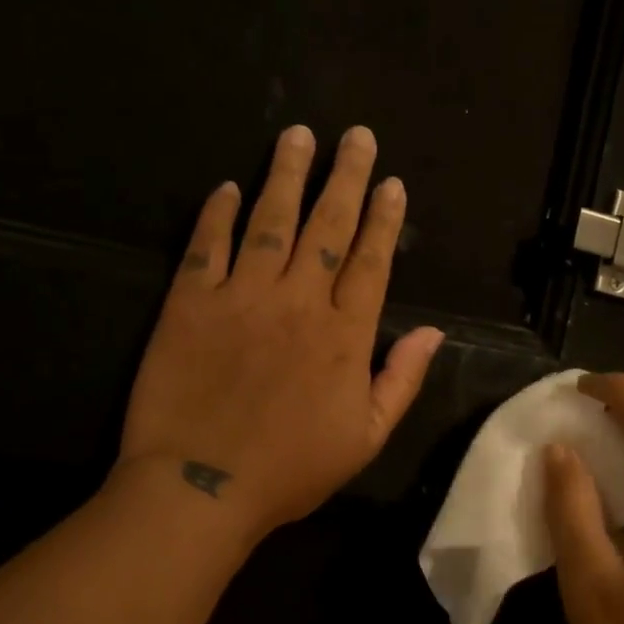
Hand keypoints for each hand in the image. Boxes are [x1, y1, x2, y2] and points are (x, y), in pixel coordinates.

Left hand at [117, 123, 443, 541]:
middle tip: (354, 135)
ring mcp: (240, 296)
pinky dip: (216, 213)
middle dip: (344, 177)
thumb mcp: (366, 438)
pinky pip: (206, 246)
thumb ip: (402, 380)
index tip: (390, 181)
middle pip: (326, 226)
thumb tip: (435, 332)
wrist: (201, 488)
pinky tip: (226, 187)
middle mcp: (297, 301)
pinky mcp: (189, 303)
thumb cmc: (290, 471)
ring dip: (285, 175)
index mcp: (343, 335)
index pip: (370, 261)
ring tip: (297, 135)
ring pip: (269, 221)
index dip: (383, 218)